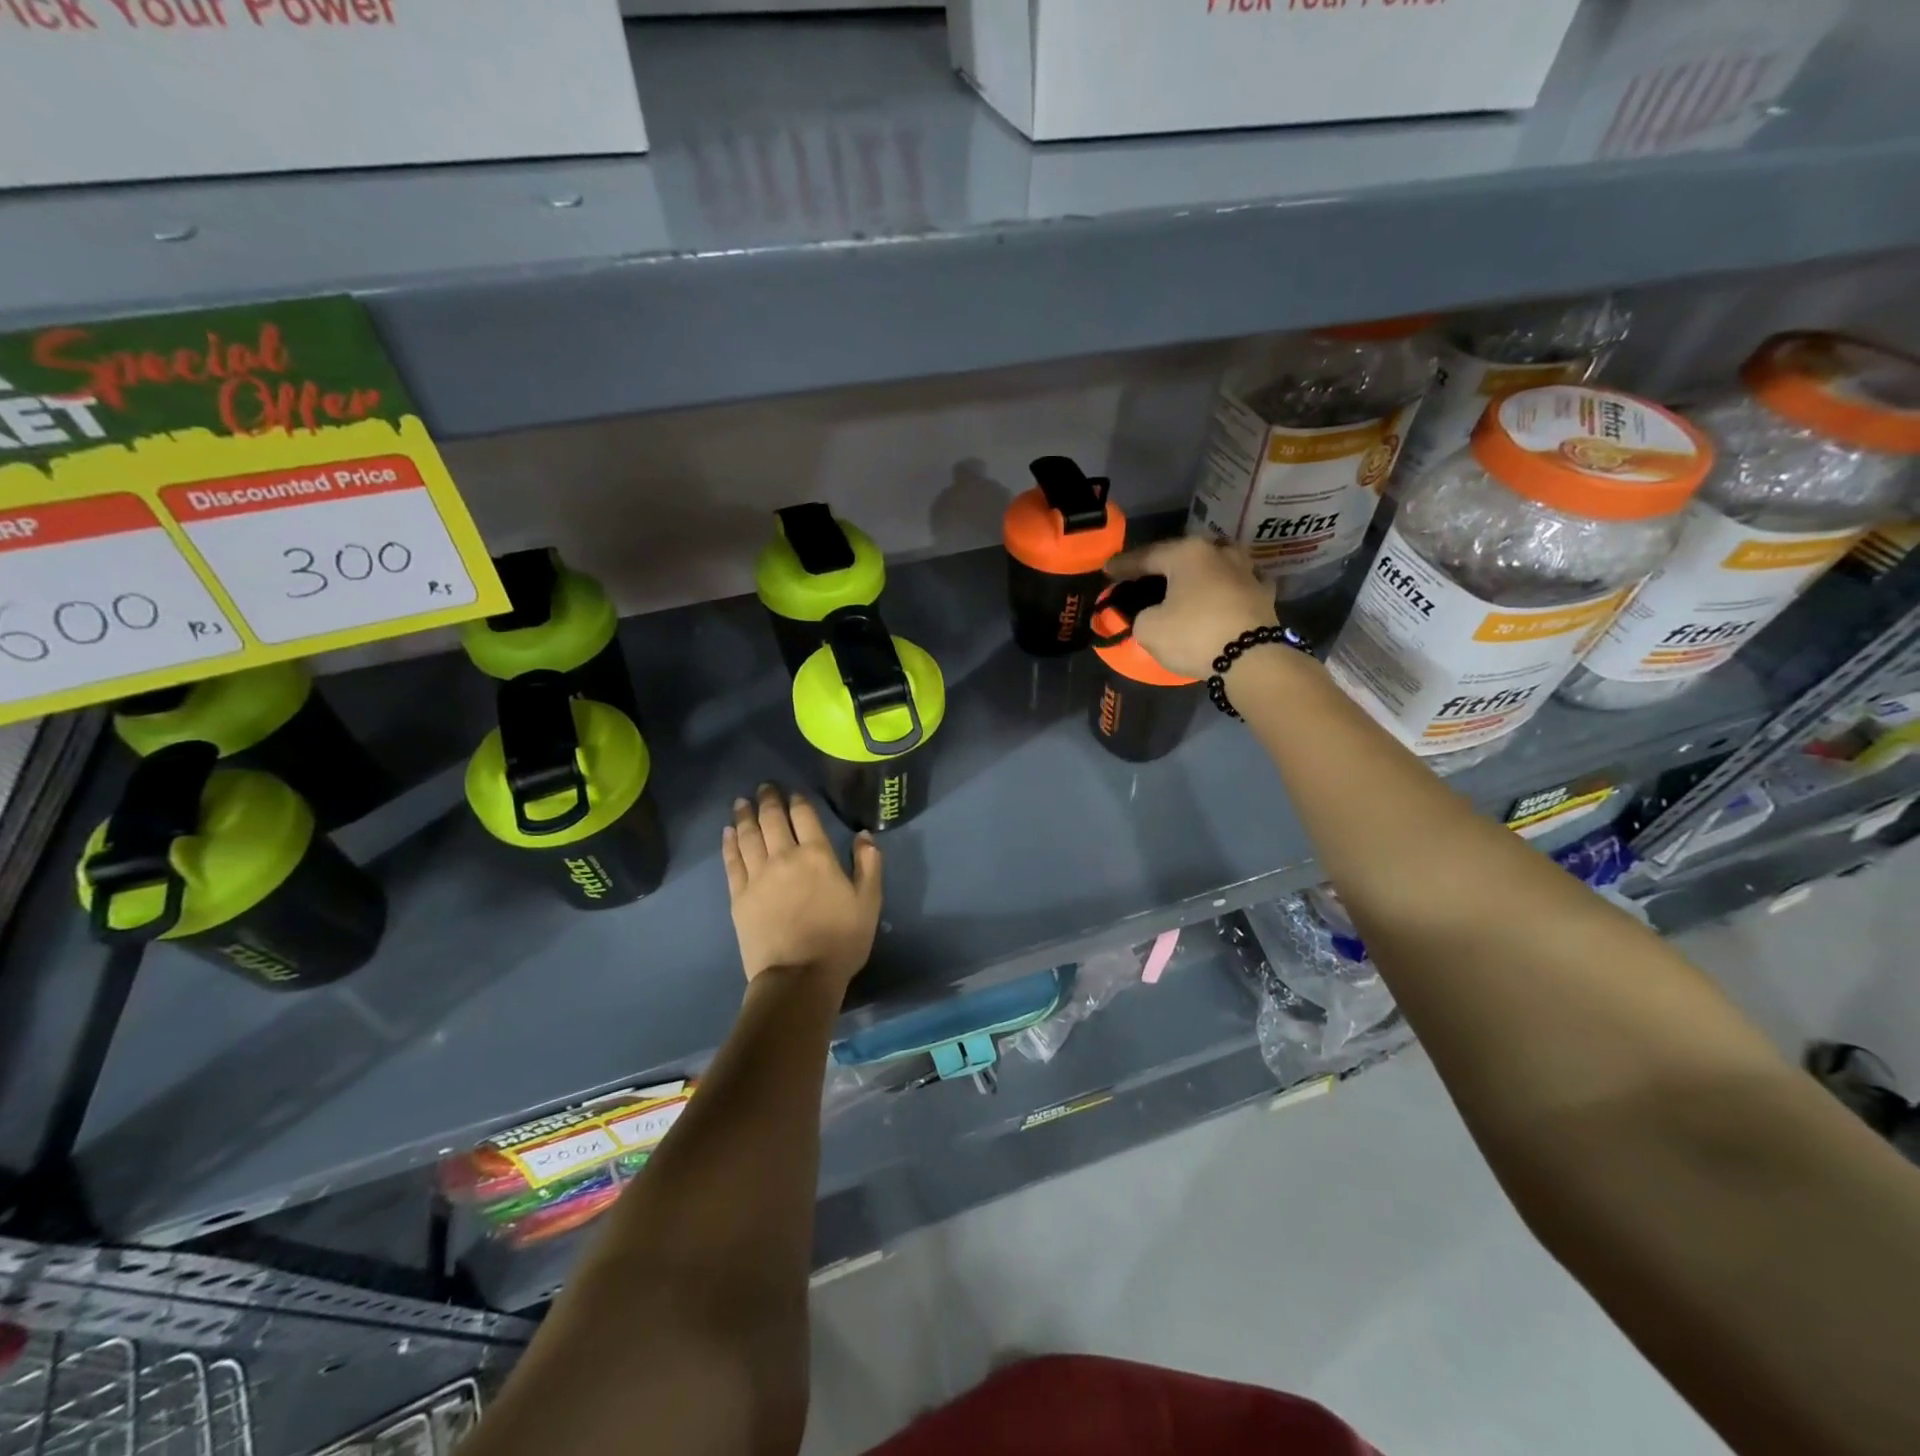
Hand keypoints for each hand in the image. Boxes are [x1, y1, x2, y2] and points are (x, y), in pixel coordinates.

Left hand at [722, 784, 881, 989]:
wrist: (798, 977)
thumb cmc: (840, 940)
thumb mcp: (869, 901)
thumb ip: (868, 864)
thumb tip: (864, 835)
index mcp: (817, 855)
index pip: (804, 816)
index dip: (798, 801)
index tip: (793, 792)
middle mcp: (784, 857)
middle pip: (772, 820)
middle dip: (768, 800)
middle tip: (764, 787)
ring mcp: (757, 876)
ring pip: (748, 836)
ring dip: (745, 815)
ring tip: (741, 802)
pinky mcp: (739, 896)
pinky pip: (732, 861)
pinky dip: (729, 843)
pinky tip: (727, 832)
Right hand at [1106, 538, 1277, 680]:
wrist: (1252, 659)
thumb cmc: (1194, 635)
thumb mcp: (1148, 629)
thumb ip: (1140, 615)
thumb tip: (1150, 614)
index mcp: (1187, 553)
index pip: (1147, 556)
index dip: (1123, 565)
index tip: (1107, 571)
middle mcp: (1219, 552)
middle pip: (1182, 556)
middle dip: (1161, 566)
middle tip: (1143, 577)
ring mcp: (1247, 570)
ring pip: (1213, 566)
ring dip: (1196, 574)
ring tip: (1182, 585)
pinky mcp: (1264, 593)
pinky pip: (1235, 585)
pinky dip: (1222, 589)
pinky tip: (1218, 595)